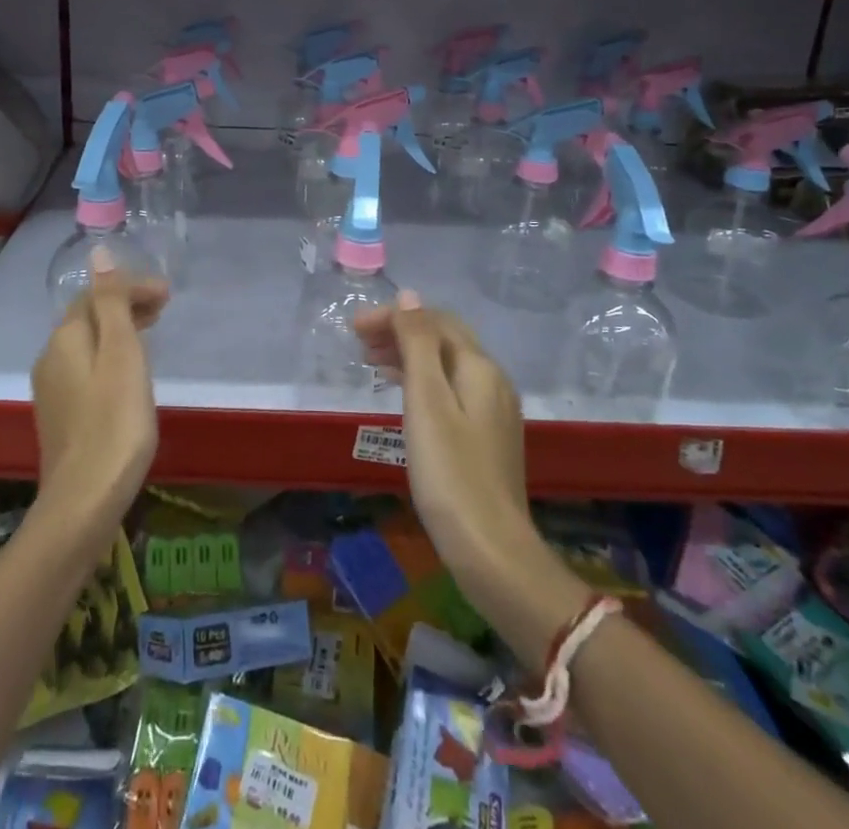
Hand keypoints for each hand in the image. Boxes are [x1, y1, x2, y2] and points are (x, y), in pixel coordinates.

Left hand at [32, 248, 166, 536]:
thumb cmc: (114, 420)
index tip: (168, 294)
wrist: (84, 498)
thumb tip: (98, 253)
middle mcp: (51, 356)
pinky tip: (127, 372)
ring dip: (119, 329)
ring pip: (88, 342)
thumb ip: (112, 302)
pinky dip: (110, 355)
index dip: (131, 286)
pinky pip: (85, 366)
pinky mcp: (59, 413)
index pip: (97, 294)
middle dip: (125, 304)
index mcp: (66, 337)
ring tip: (151, 332)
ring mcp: (52, 387)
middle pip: (89, 316)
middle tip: (164, 308)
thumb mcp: (121, 353)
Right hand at [353, 291, 540, 590]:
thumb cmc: (450, 473)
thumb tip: (409, 296)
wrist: (492, 551)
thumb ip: (418, 344)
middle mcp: (493, 380)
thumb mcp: (426, 401)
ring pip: (447, 365)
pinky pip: (452, 389)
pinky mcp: (488, 437)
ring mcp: (494, 410)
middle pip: (444, 339)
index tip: (354, 328)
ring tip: (371, 364)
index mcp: (479, 367)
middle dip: (401, 331)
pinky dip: (422, 381)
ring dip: (409, 355)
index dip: (394, 316)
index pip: (435, 320)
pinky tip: (403, 396)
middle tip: (358, 343)